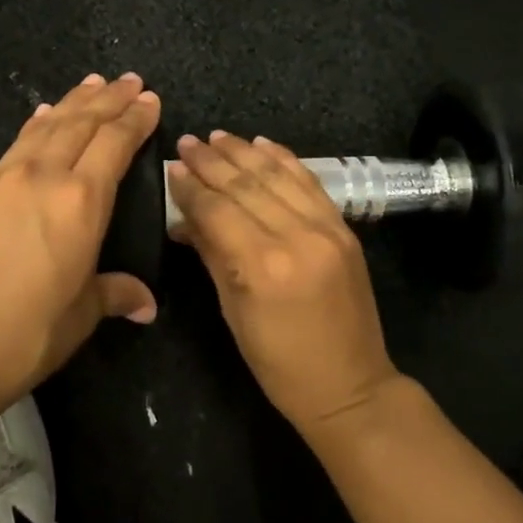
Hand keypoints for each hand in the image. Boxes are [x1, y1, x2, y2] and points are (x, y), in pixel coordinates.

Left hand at [0, 73, 161, 419]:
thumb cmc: (20, 339)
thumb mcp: (78, 317)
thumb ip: (113, 295)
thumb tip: (145, 305)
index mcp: (80, 203)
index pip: (115, 144)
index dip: (135, 120)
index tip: (149, 100)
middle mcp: (41, 178)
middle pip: (80, 124)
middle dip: (108, 99)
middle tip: (128, 80)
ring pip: (43, 128)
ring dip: (71, 103)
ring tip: (90, 84)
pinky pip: (11, 149)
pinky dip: (33, 129)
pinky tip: (38, 122)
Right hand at [168, 131, 400, 435]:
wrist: (350, 385)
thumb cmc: (279, 364)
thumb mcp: (234, 313)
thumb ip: (212, 256)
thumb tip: (185, 218)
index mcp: (262, 265)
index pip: (217, 210)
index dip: (191, 187)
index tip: (172, 167)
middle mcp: (296, 236)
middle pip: (246, 186)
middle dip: (212, 161)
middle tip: (187, 142)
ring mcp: (326, 229)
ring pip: (278, 176)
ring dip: (245, 152)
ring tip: (217, 137)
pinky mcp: (344, 228)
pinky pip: (310, 183)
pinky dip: (284, 160)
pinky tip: (263, 144)